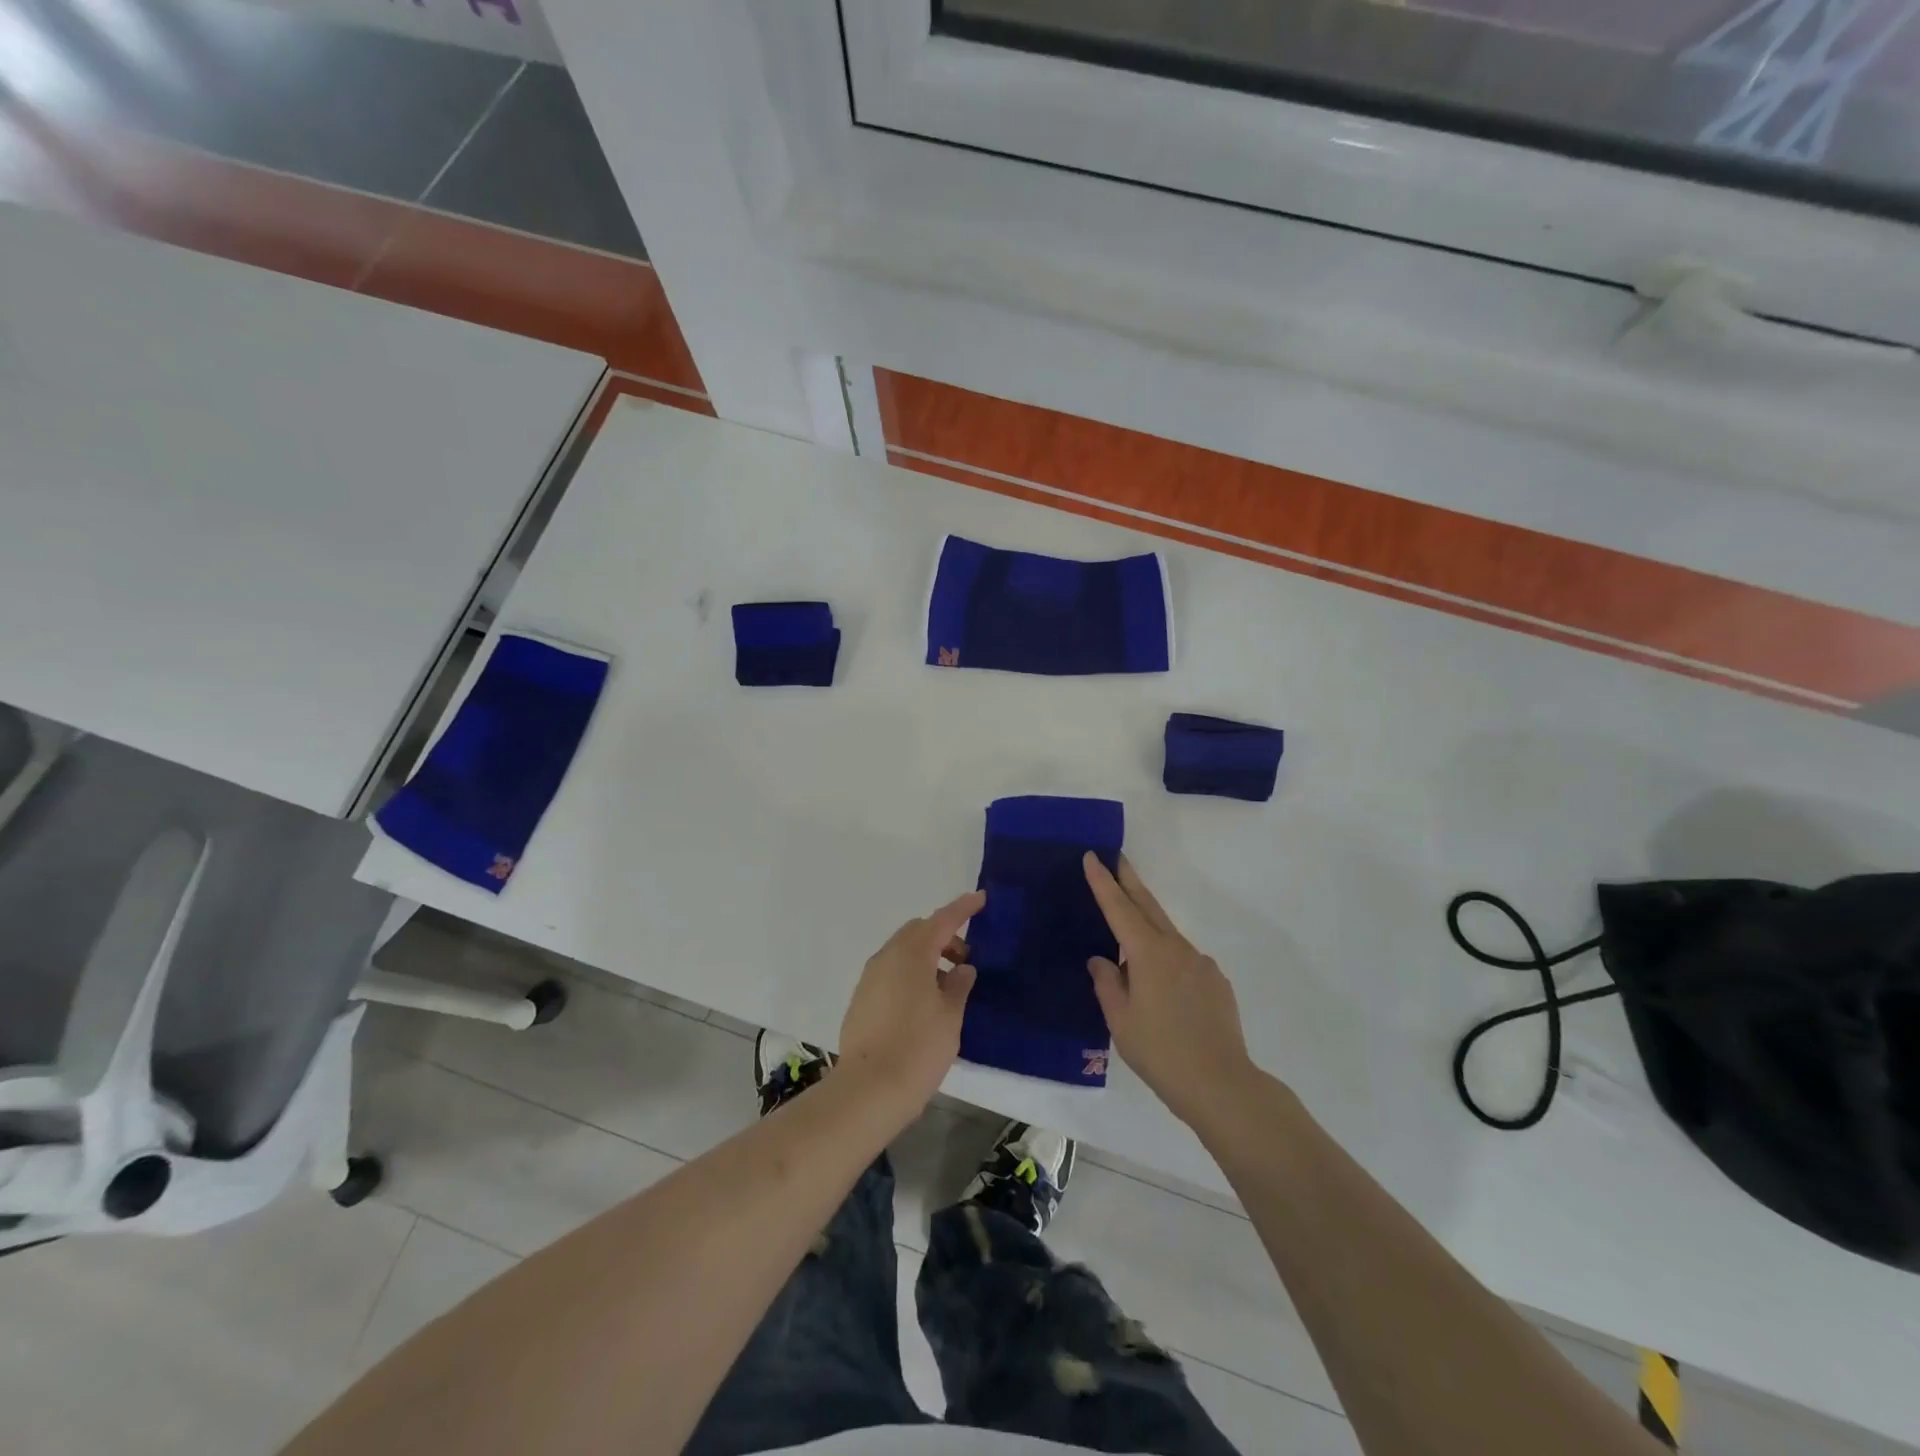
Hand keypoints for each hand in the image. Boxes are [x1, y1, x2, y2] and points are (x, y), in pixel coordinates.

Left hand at [839, 890, 982, 1112]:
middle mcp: (886, 957)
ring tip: (948, 988)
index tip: (980, 898)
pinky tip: (924, 1004)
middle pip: (918, 932)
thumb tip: (961, 969)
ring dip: (926, 958)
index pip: (942, 920)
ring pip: (902, 953)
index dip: (962, 908)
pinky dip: (910, 975)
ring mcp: (870, 978)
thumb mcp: (950, 1016)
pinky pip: (890, 973)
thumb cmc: (918, 1048)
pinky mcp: (861, 999)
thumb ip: (959, 985)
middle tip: (965, 960)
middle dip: (943, 937)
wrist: (868, 1090)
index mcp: (912, 954)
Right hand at [1083, 854, 1258, 1127]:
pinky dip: (1167, 961)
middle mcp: (1177, 948)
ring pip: (1166, 935)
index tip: (1092, 856)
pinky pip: (1184, 961)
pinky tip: (1163, 990)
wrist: (1222, 1084)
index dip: (1103, 882)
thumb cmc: (1161, 1052)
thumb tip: (1102, 960)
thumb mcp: (1120, 1021)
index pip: (1119, 908)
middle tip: (1116, 858)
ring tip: (1128, 944)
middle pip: (1148, 905)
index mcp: (1148, 954)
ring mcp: (1201, 963)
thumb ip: (1107, 983)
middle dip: (1129, 880)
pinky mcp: (1216, 982)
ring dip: (1147, 926)